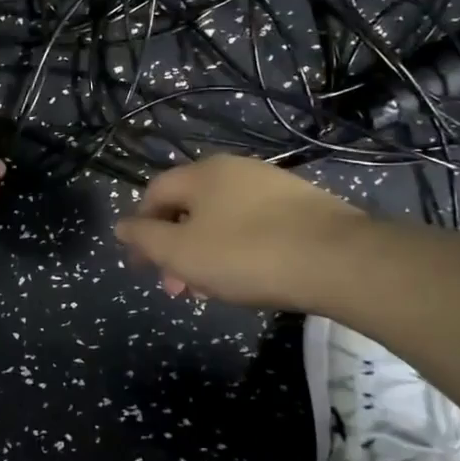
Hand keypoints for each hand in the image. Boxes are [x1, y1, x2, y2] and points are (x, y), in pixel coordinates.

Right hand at [114, 155, 364, 311]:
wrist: (338, 259)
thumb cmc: (246, 254)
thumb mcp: (182, 252)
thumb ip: (146, 239)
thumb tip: (121, 225)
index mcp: (201, 174)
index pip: (155, 193)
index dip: (141, 228)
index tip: (142, 265)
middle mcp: (234, 170)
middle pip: (189, 207)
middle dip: (175, 248)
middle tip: (176, 288)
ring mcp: (271, 185)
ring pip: (222, 219)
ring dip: (205, 253)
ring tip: (209, 291)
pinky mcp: (301, 206)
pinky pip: (253, 225)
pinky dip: (237, 249)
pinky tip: (247, 278)